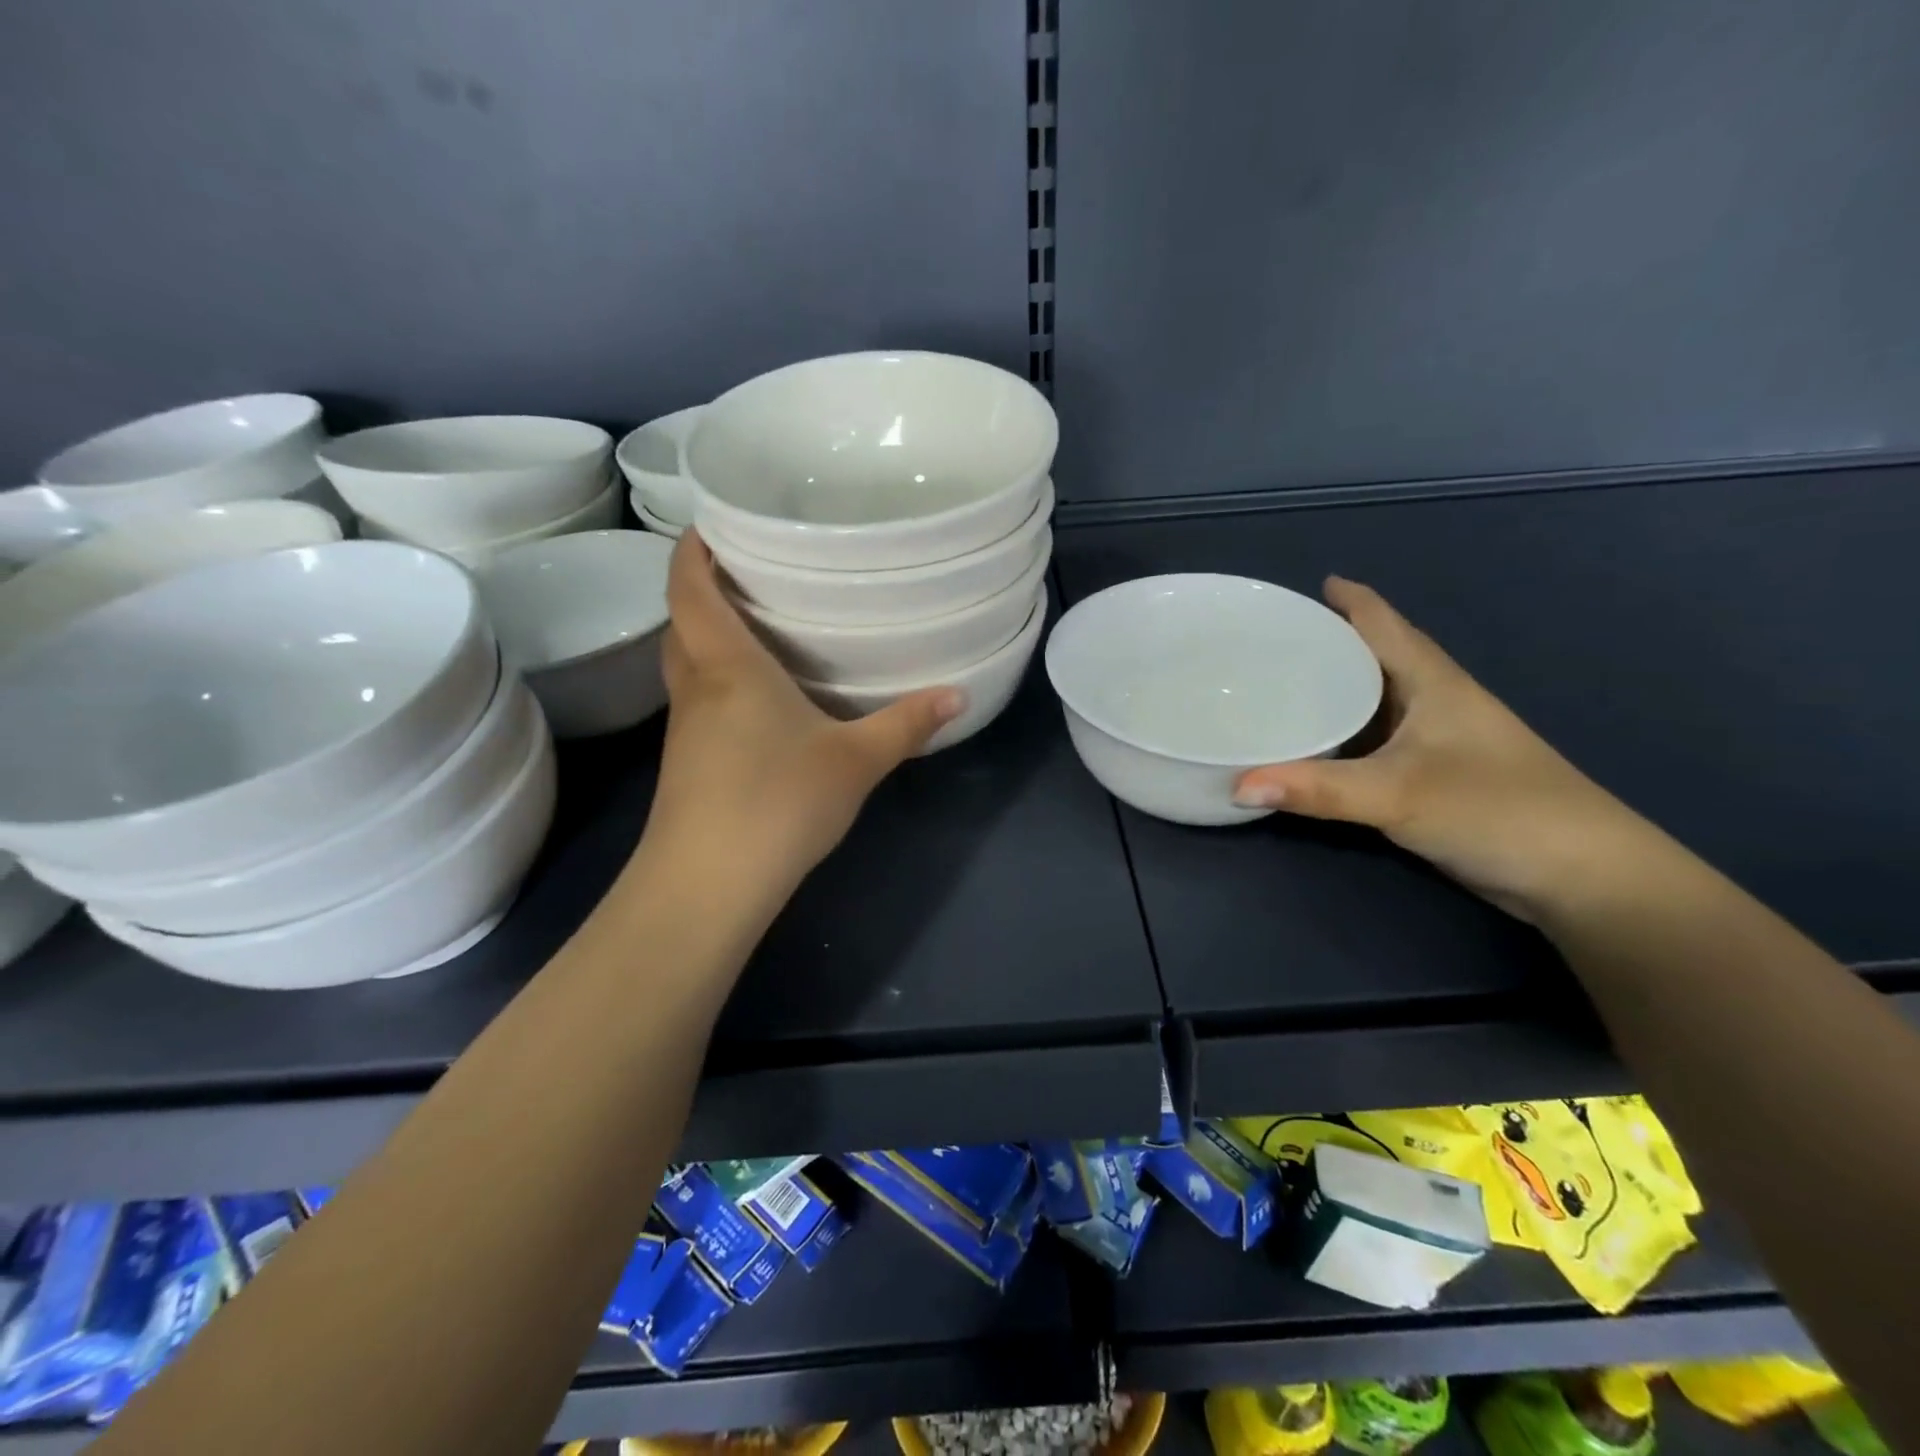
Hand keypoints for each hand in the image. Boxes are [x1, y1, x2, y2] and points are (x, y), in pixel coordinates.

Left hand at [639, 531, 963, 912]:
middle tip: (751, 569)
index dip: (693, 548)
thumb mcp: (855, 760)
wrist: (707, 886)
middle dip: (703, 588)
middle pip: (682, 621)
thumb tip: (958, 694)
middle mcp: (696, 687)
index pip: (689, 587)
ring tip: (759, 622)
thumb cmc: (777, 803)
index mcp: (727, 666)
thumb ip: (905, 724)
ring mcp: (685, 729)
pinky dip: (719, 680)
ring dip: (709, 636)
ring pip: (687, 663)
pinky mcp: (689, 764)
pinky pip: (699, 701)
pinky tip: (761, 698)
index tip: (715, 520)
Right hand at [1233, 578, 1655, 922]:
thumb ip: (1317, 789)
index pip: (1385, 625)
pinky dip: (1343, 735)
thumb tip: (1236, 785)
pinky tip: (1316, 744)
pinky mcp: (1435, 778)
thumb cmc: (1497, 810)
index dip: (1352, 600)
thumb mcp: (1398, 795)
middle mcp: (1435, 703)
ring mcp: (1438, 743)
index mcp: (1434, 683)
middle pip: (1378, 658)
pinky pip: (1376, 741)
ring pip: (1376, 702)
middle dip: (1332, 642)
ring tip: (1281, 684)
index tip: (1312, 584)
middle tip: (1274, 639)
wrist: (1581, 876)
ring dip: (1336, 689)